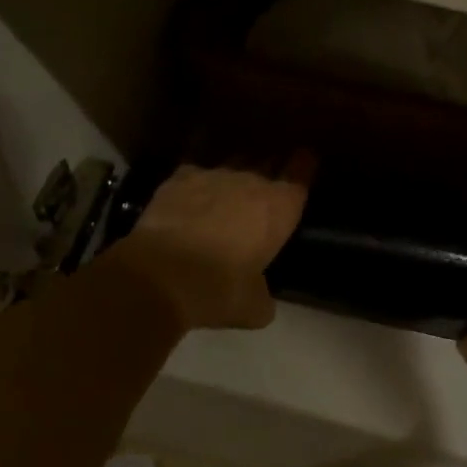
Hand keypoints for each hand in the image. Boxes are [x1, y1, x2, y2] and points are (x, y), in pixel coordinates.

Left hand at [106, 157, 314, 330]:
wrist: (159, 275)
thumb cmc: (219, 289)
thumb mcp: (253, 307)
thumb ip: (263, 296)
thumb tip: (261, 300)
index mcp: (280, 208)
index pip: (301, 174)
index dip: (305, 165)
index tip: (307, 159)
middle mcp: (252, 181)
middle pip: (268, 162)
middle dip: (271, 168)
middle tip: (269, 178)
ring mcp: (214, 175)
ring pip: (233, 162)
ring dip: (236, 173)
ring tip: (231, 187)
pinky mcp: (179, 178)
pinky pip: (196, 170)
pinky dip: (199, 180)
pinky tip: (193, 191)